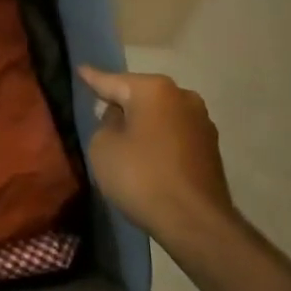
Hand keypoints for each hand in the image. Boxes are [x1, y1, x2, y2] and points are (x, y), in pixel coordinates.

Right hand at [78, 66, 234, 256]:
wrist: (194, 221)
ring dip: (142, 123)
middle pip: (140, 96)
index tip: (80, 69)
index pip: (112, 81)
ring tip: (122, 136)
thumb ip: (105, 123)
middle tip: (98, 110)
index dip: (92, 78)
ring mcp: (201, 122)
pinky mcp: (210, 147)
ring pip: (160, 115)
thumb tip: (120, 118)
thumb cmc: (141, 176)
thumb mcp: (102, 146)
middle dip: (121, 103)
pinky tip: (146, 155)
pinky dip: (158, 140)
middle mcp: (182, 97)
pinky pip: (173, 134)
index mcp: (154, 90)